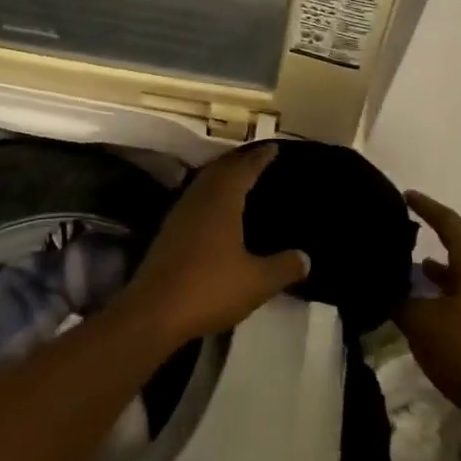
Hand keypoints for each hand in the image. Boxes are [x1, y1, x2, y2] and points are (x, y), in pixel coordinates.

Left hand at [118, 145, 309, 344]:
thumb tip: (306, 257)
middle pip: (221, 169)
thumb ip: (283, 267)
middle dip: (240, 160)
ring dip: (222, 174)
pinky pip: (195, 199)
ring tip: (239, 177)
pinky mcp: (168, 232)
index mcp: (222, 201)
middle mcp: (199, 199)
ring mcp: (180, 214)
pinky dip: (209, 193)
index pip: (244, 169)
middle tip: (258, 157)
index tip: (274, 148)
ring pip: (204, 182)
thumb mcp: (257, 282)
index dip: (260, 158)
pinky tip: (215, 209)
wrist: (154, 312)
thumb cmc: (210, 288)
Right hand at [393, 191, 460, 414]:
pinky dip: (441, 295)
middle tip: (406, 227)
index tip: (407, 195)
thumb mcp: (421, 322)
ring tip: (408, 265)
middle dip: (434, 235)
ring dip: (438, 269)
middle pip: (460, 246)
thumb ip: (400, 300)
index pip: (449, 224)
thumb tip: (383, 287)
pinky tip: (421, 307)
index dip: (427, 208)